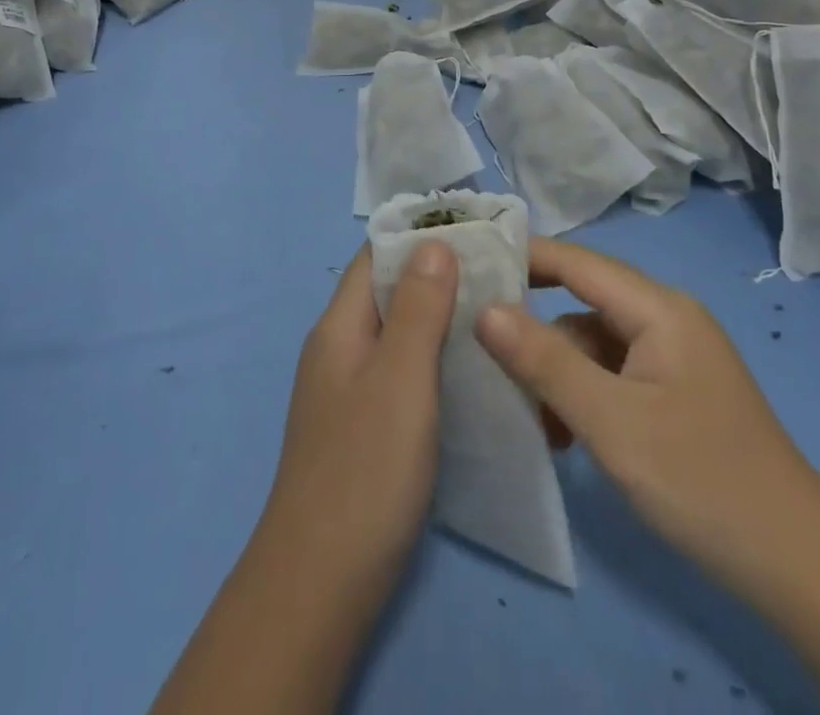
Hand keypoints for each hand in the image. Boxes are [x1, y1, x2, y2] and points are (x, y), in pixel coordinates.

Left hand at [150, 243, 458, 714]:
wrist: (320, 585)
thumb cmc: (365, 471)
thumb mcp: (400, 380)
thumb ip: (417, 308)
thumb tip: (433, 241)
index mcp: (339, 326)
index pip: (375, 256)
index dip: (420, 238)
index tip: (475, 235)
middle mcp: (338, 349)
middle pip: (386, 293)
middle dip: (437, 278)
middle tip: (498, 279)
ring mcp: (347, 391)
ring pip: (396, 335)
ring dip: (438, 322)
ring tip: (494, 320)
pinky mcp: (361, 429)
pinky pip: (399, 374)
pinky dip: (432, 363)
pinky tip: (470, 378)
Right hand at [475, 236, 811, 582]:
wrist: (800, 568)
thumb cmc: (702, 480)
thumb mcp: (612, 422)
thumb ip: (545, 361)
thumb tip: (485, 308)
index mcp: (658, 308)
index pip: (575, 261)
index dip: (521, 258)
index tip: (467, 268)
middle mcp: (666, 318)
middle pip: (581, 301)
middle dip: (533, 326)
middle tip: (481, 349)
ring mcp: (672, 356)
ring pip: (592, 341)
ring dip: (556, 370)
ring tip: (530, 416)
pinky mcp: (673, 391)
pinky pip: (611, 372)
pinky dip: (581, 393)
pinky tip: (564, 434)